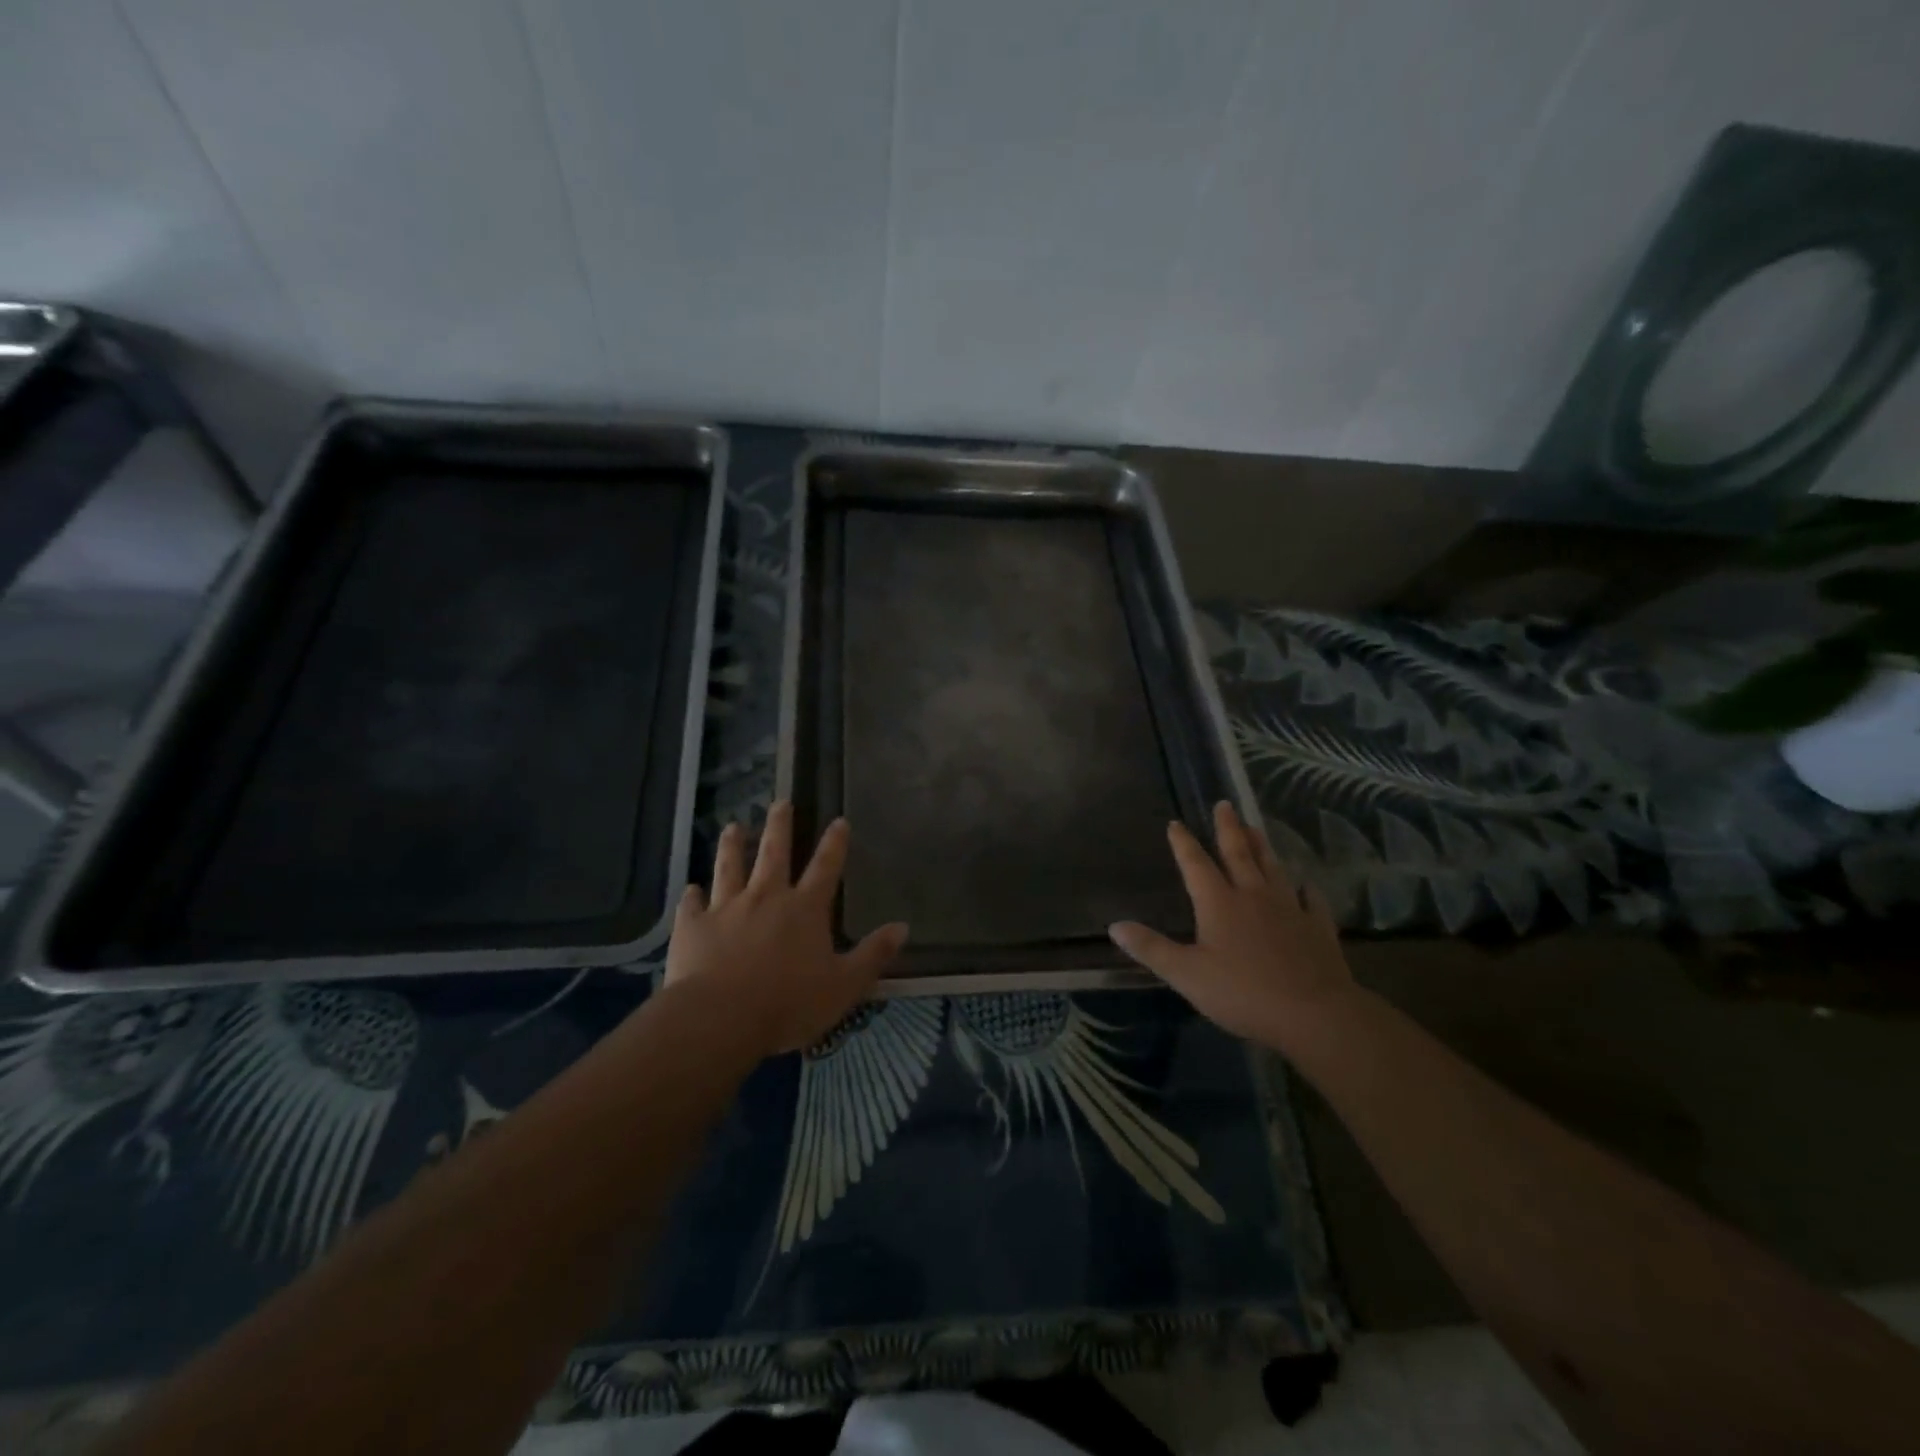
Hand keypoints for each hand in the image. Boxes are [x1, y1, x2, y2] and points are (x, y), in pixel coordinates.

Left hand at [665, 801, 907, 1054]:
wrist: (721, 1018)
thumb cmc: (789, 1003)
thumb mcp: (845, 985)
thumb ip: (873, 955)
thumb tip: (903, 927)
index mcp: (805, 909)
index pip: (825, 867)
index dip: (835, 843)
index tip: (839, 820)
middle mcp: (766, 897)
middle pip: (773, 853)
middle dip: (779, 826)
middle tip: (780, 802)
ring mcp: (726, 908)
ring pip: (729, 867)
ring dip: (732, 845)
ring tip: (732, 826)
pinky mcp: (693, 926)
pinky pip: (692, 905)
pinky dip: (692, 896)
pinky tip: (690, 889)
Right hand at [1108, 800, 1353, 1047]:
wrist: (1314, 1013)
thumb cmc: (1242, 993)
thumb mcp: (1186, 974)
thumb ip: (1151, 948)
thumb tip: (1115, 926)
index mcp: (1219, 903)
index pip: (1196, 864)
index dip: (1184, 843)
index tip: (1176, 822)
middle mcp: (1253, 895)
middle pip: (1239, 854)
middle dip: (1229, 828)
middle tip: (1225, 804)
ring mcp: (1290, 909)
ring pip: (1273, 868)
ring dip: (1263, 847)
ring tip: (1256, 828)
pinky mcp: (1318, 928)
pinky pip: (1312, 899)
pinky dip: (1307, 889)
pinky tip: (1307, 884)